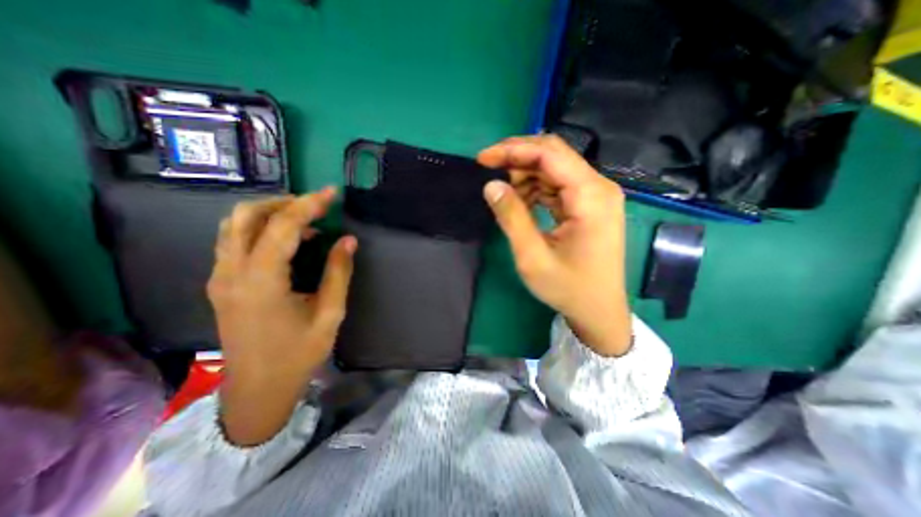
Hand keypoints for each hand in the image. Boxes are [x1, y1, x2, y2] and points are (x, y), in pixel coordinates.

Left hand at [207, 188, 354, 445]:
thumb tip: (347, 239)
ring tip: (304, 218)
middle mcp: (232, 273)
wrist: (257, 390)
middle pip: (246, 216)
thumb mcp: (329, 314)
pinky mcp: (222, 284)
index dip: (308, 204)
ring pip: (234, 226)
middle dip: (283, 202)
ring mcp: (221, 278)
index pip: (282, 226)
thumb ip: (338, 273)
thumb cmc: (298, 354)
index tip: (331, 192)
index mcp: (261, 281)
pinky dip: (260, 229)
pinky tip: (287, 240)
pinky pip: (234, 242)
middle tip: (315, 205)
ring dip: (269, 213)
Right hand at [479, 136, 628, 356]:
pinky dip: (536, 189)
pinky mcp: (590, 204)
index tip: (482, 159)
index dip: (513, 150)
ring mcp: (596, 195)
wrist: (599, 311)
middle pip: (554, 155)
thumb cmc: (568, 288)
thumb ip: (511, 217)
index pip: (549, 154)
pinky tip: (523, 205)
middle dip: (517, 158)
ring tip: (508, 201)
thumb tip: (491, 185)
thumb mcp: (532, 257)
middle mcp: (598, 187)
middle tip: (489, 173)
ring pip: (554, 168)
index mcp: (590, 197)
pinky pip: (559, 184)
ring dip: (526, 177)